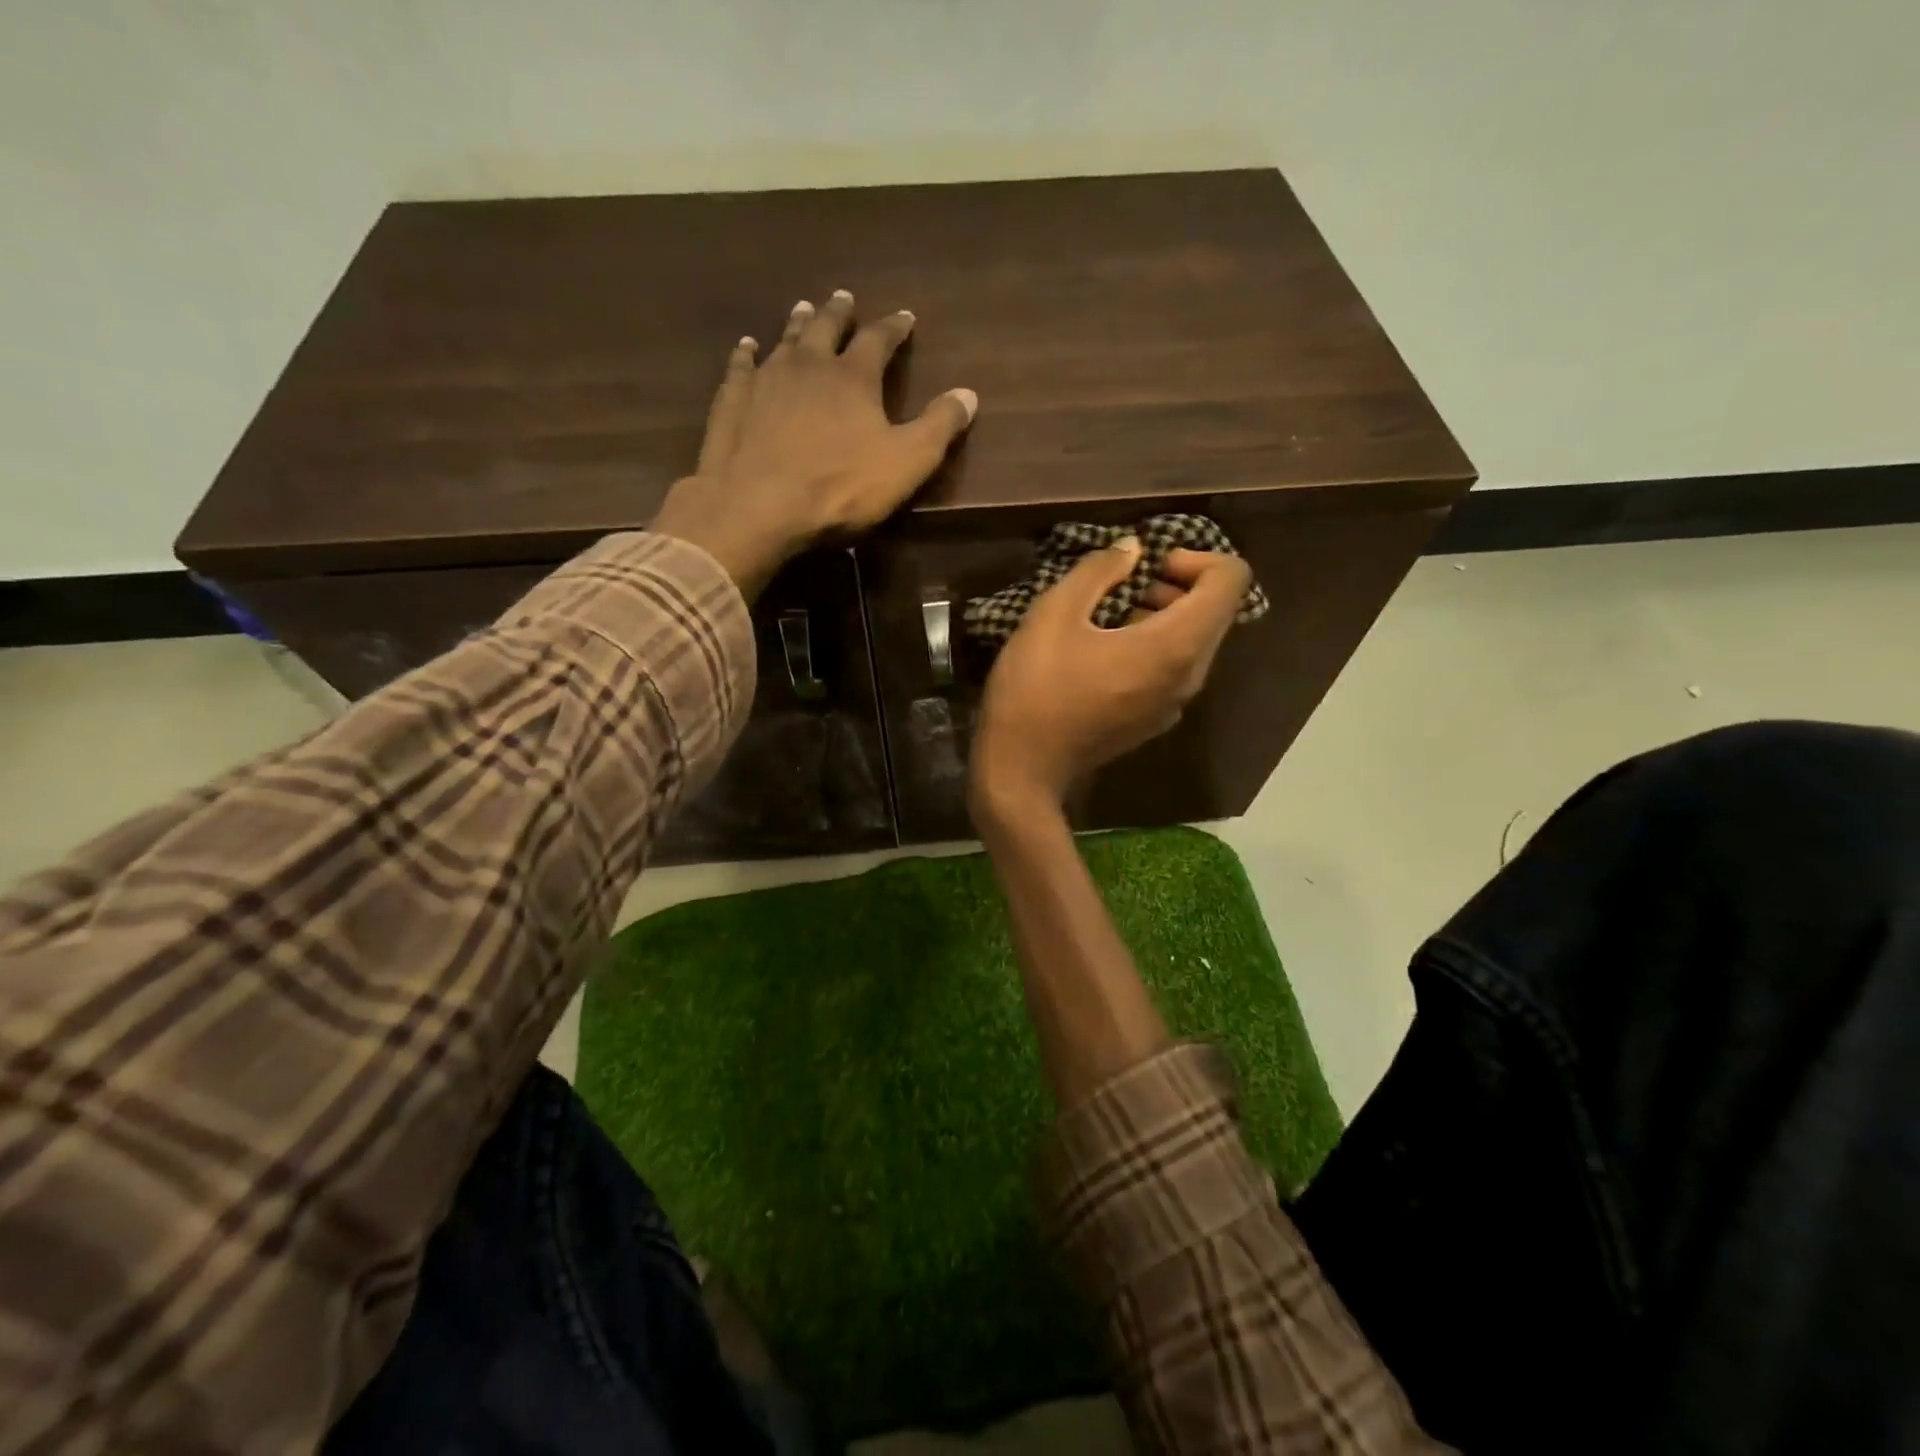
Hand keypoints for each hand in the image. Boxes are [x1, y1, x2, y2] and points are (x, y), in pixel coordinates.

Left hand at [651, 291, 977, 596]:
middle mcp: (809, 365)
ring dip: (797, 324)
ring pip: (785, 340)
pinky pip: (741, 366)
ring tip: (803, 308)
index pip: (879, 340)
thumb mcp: (906, 464)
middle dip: (839, 312)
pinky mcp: (733, 401)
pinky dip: (746, 353)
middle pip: (826, 327)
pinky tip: (746, 347)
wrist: (757, 507)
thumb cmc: (839, 488)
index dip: (894, 328)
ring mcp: (766, 379)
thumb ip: (939, 427)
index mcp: (854, 377)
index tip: (904, 316)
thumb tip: (969, 393)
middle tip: (844, 298)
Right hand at [970, 540, 1252, 819]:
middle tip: (1125, 584)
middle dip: (1179, 584)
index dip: (1197, 557)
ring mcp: (1174, 705)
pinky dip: (1155, 646)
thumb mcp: (1054, 615)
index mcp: (1174, 646)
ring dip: (1165, 615)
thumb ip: (1098, 571)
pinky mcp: (1155, 722)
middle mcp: (1189, 677)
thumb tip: (1133, 549)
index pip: (1230, 580)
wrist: (1022, 769)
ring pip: (1195, 642)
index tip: (1149, 565)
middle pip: (1216, 612)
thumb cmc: (1035, 688)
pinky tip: (1105, 652)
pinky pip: (1175, 670)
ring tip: (1110, 614)